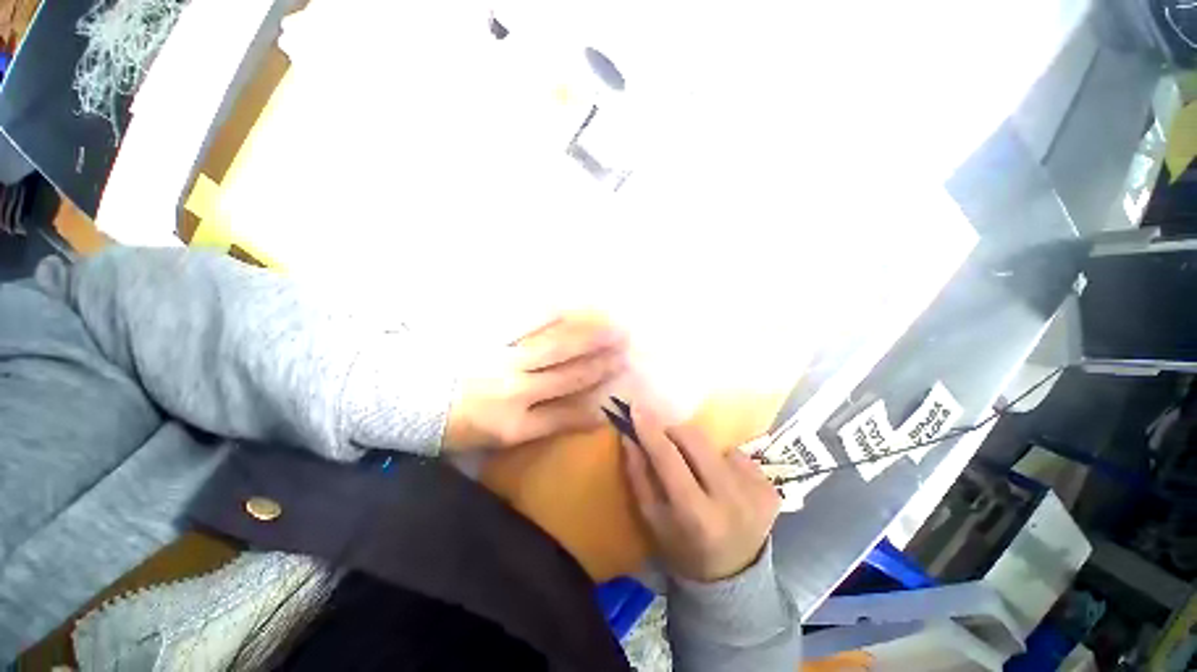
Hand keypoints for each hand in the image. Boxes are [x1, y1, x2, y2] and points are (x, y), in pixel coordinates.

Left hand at [443, 315, 627, 450]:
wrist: (395, 395)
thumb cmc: (441, 424)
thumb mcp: (484, 441)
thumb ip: (524, 427)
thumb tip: (559, 415)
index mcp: (512, 426)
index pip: (565, 416)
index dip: (594, 408)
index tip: (615, 399)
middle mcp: (515, 391)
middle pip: (568, 376)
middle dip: (600, 364)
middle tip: (626, 350)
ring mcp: (503, 359)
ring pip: (555, 347)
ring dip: (586, 337)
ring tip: (611, 326)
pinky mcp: (488, 336)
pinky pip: (525, 324)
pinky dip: (551, 314)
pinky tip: (570, 305)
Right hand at [622, 405, 779, 581]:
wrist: (734, 575)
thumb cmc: (682, 547)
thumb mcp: (652, 517)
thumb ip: (639, 474)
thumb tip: (630, 436)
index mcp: (697, 515)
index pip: (669, 459)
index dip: (651, 431)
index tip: (637, 407)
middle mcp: (731, 499)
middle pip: (696, 440)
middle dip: (674, 433)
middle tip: (665, 440)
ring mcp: (756, 491)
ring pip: (714, 444)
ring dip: (698, 450)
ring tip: (696, 471)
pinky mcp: (770, 486)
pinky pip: (734, 454)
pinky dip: (720, 460)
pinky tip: (720, 481)